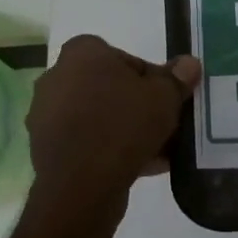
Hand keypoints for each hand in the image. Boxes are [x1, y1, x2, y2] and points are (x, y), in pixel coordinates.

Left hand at [27, 35, 202, 196]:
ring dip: (128, 131)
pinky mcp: (48, 148)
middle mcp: (58, 77)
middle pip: (112, 89)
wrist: (79, 184)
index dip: (154, 80)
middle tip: (166, 126)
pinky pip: (89, 143)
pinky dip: (112, 151)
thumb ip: (176, 79)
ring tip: (161, 151)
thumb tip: (189, 63)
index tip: (169, 100)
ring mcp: (49, 115)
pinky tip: (142, 167)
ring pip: (101, 118)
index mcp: (81, 53)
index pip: (126, 59)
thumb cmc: (122, 125)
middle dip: (139, 107)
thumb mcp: (163, 98)